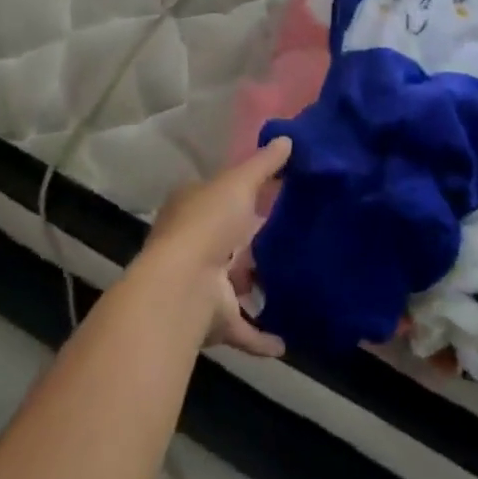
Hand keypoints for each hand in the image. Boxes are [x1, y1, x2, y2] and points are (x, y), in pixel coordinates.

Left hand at [142, 137, 291, 357]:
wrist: (183, 287)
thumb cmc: (207, 223)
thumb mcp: (239, 182)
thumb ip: (264, 164)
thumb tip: (288, 138)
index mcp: (191, 208)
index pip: (215, 195)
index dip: (239, 192)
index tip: (272, 191)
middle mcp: (192, 245)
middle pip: (225, 239)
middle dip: (249, 240)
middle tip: (290, 234)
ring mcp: (201, 285)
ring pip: (232, 283)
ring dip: (254, 285)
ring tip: (293, 280)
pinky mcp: (213, 320)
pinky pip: (242, 327)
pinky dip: (261, 335)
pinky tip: (285, 340)